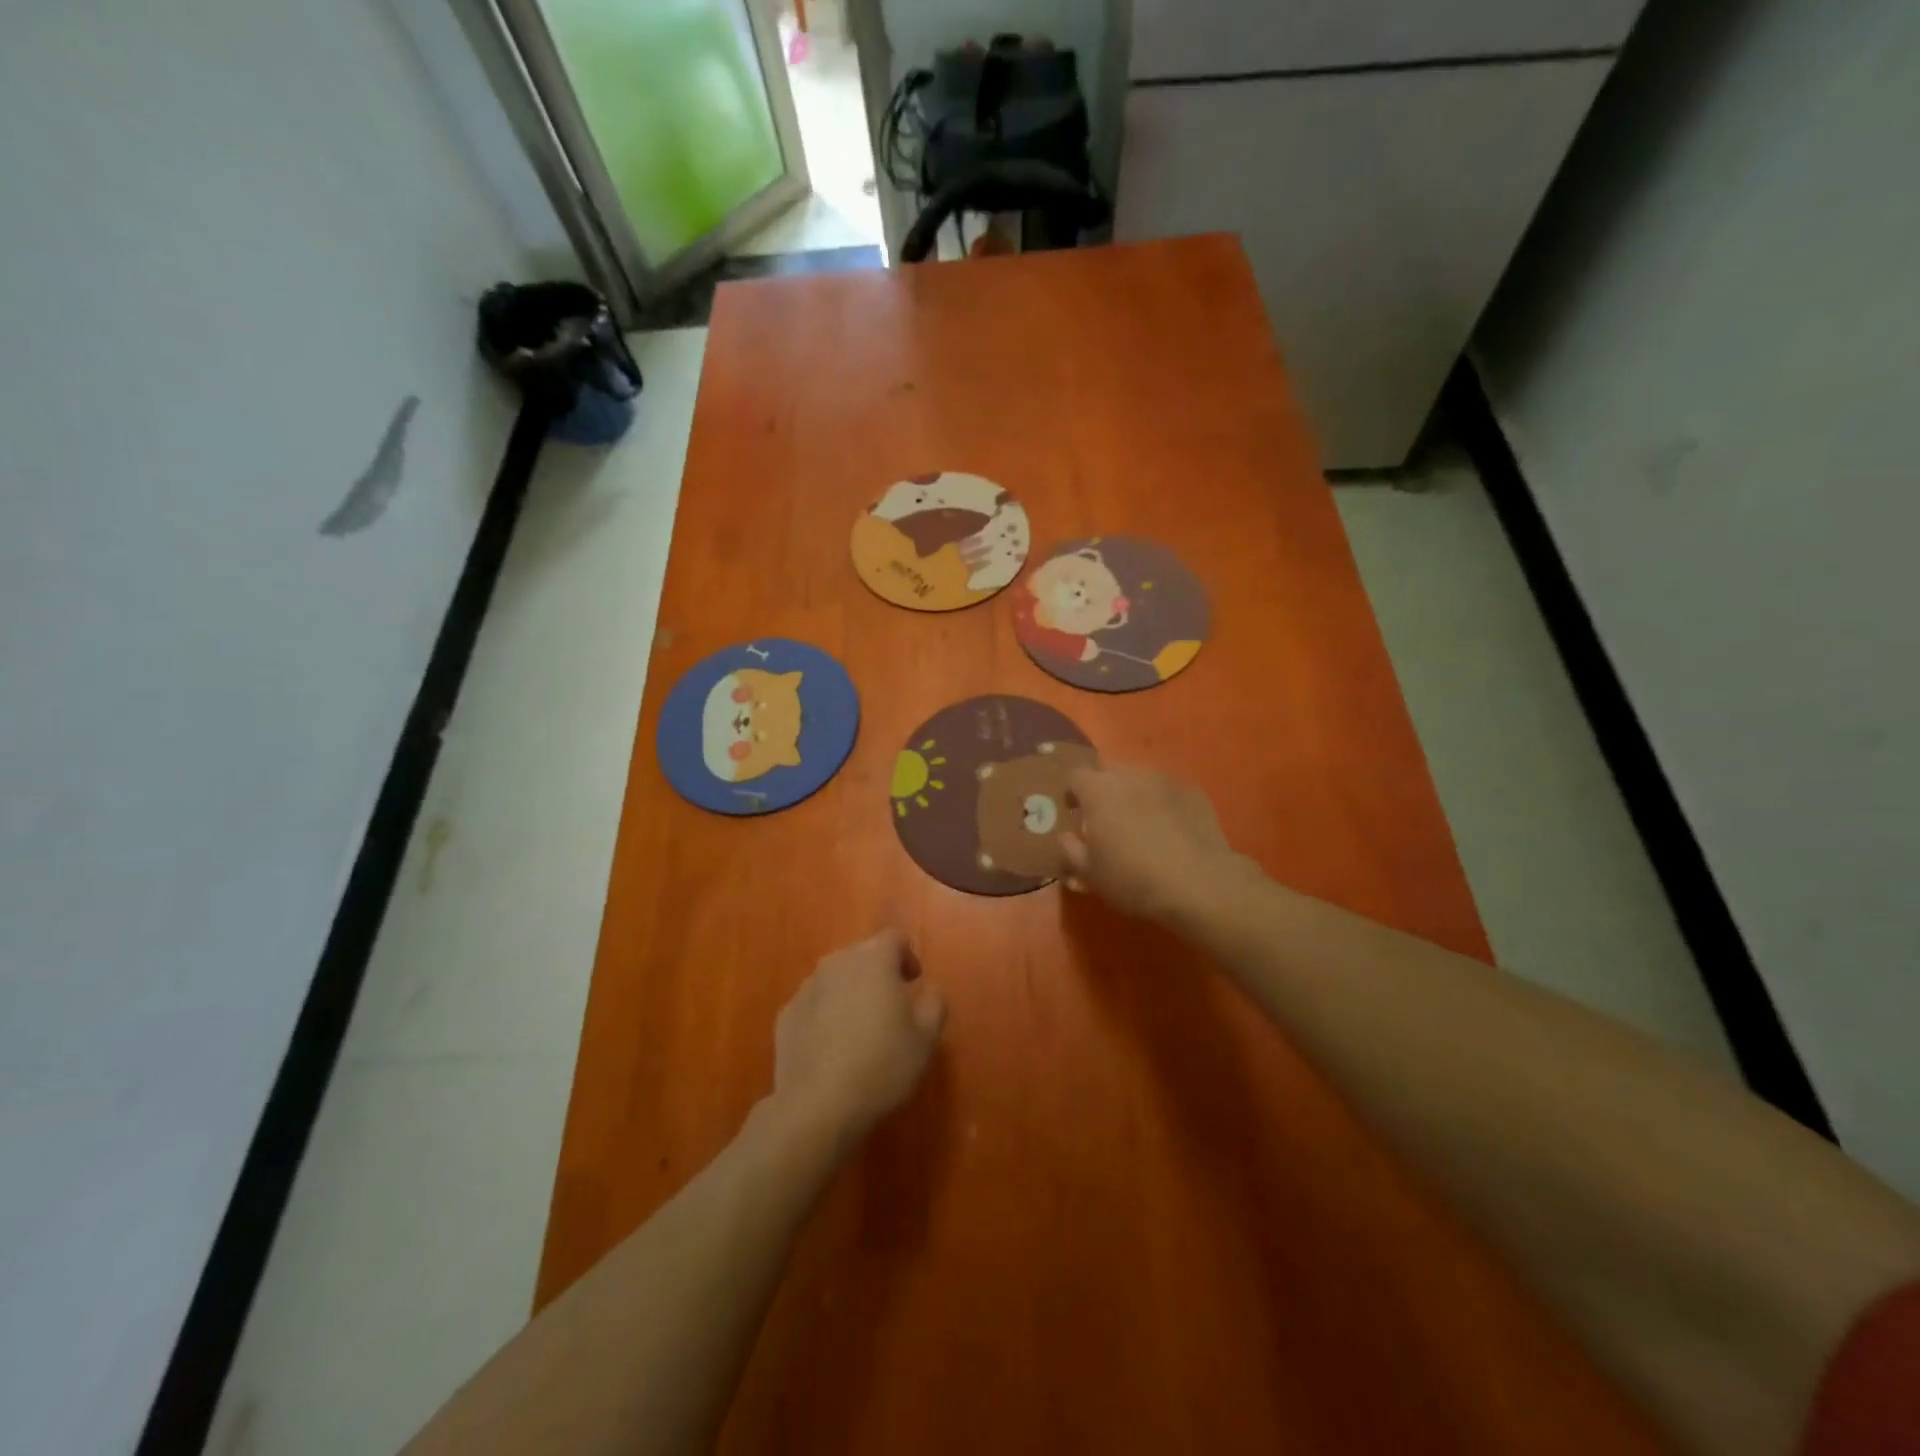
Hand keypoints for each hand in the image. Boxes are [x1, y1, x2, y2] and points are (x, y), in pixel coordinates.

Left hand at [772, 930, 945, 1143]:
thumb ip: (935, 1004)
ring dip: (850, 991)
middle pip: (862, 954)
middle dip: (878, 972)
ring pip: (835, 978)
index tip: (914, 981)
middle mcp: (837, 963)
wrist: (817, 1106)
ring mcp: (807, 988)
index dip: (907, 955)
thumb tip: (931, 989)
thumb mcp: (926, 1039)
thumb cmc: (881, 1065)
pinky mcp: (785, 1015)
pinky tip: (832, 1046)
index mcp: (874, 961)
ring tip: (860, 1026)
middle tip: (891, 1004)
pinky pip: (814, 1003)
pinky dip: (826, 1014)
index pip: (894, 938)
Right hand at [1058, 765, 1248, 923]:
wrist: (1198, 884)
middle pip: (1109, 771)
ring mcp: (1165, 781)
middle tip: (1106, 819)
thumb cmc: (1132, 878)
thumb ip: (1070, 851)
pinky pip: (1169, 792)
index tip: (1075, 813)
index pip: (1075, 776)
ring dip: (1134, 795)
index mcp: (1098, 791)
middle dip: (1104, 789)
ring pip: (1141, 779)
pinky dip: (1164, 804)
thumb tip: (1066, 837)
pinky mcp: (1194, 792)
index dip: (1072, 793)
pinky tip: (1171, 831)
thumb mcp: (1090, 874)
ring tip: (1141, 824)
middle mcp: (1130, 776)